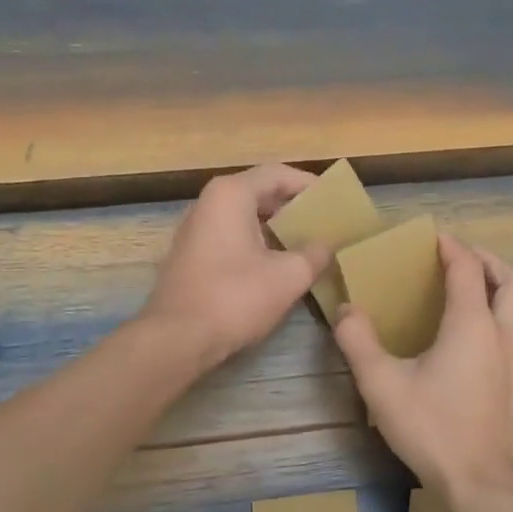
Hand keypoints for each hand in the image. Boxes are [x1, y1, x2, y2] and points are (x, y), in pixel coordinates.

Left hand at [139, 164, 331, 368]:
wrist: (177, 338)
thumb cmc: (235, 298)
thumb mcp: (288, 276)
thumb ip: (315, 254)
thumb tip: (327, 246)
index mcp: (231, 195)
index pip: (277, 173)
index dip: (309, 184)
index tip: (334, 199)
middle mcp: (208, 203)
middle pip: (259, 192)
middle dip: (294, 206)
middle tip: (325, 222)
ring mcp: (196, 230)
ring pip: (245, 217)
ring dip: (276, 227)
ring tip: (308, 243)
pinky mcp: (191, 256)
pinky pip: (231, 237)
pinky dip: (257, 243)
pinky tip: (277, 264)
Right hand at [334, 233, 512, 494]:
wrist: (478, 482)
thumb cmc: (431, 428)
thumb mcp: (381, 384)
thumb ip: (359, 341)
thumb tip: (346, 310)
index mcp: (471, 325)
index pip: (467, 269)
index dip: (451, 248)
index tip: (433, 238)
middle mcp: (501, 334)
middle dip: (489, 261)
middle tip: (461, 261)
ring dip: (506, 288)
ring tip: (479, 291)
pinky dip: (509, 316)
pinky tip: (482, 336)